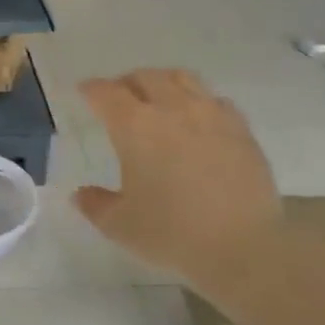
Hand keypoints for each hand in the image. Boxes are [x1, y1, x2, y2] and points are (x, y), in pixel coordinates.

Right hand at [74, 70, 280, 286]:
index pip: (106, 93)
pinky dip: (199, 102)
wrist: (244, 247)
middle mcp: (171, 108)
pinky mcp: (240, 128)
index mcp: (135, 126)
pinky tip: (198, 120)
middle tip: (119, 98)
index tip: (84, 91)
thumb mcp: (121, 226)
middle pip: (144, 77)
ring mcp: (210, 114)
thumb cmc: (173, 234)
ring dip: (163, 82)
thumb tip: (80, 195)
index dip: (91, 89)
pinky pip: (214, 100)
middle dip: (126, 82)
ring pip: (182, 78)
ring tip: (159, 98)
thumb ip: (95, 205)